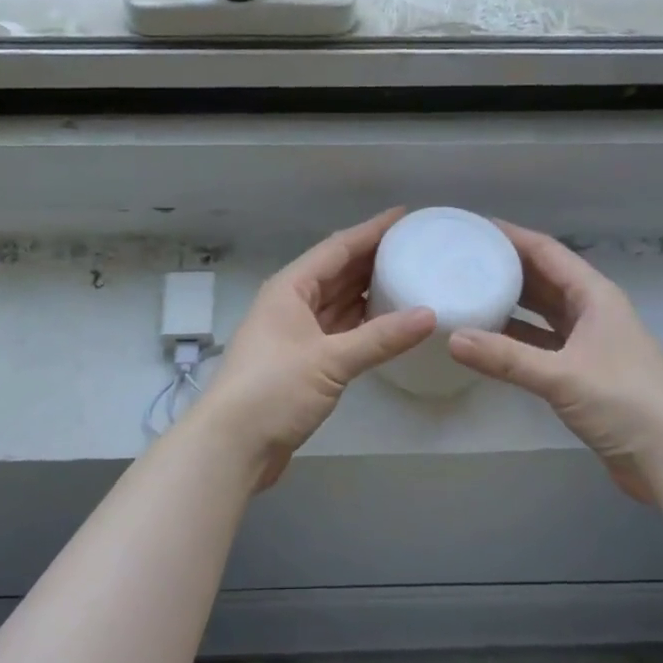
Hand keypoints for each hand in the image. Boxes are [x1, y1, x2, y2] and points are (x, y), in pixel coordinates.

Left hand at [190, 209, 435, 488]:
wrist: (232, 446)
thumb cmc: (273, 390)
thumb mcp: (330, 361)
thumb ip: (381, 337)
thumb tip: (430, 315)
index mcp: (290, 288)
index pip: (337, 248)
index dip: (371, 231)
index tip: (405, 216)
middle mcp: (291, 303)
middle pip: (337, 272)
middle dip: (373, 258)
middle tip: (415, 246)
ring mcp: (295, 333)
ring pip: (337, 301)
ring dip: (368, 291)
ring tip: (409, 277)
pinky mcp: (302, 362)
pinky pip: (339, 330)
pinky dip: (362, 324)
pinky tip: (389, 322)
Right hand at [448, 221, 662, 501]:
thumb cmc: (626, 403)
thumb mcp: (561, 377)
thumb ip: (505, 357)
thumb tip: (452, 337)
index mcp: (595, 296)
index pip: (546, 252)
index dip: (511, 236)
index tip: (473, 227)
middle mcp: (592, 311)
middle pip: (543, 278)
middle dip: (505, 267)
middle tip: (462, 259)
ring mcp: (589, 342)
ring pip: (541, 311)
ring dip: (510, 303)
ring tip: (468, 293)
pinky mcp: (583, 371)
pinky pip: (541, 342)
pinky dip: (516, 338)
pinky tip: (487, 340)